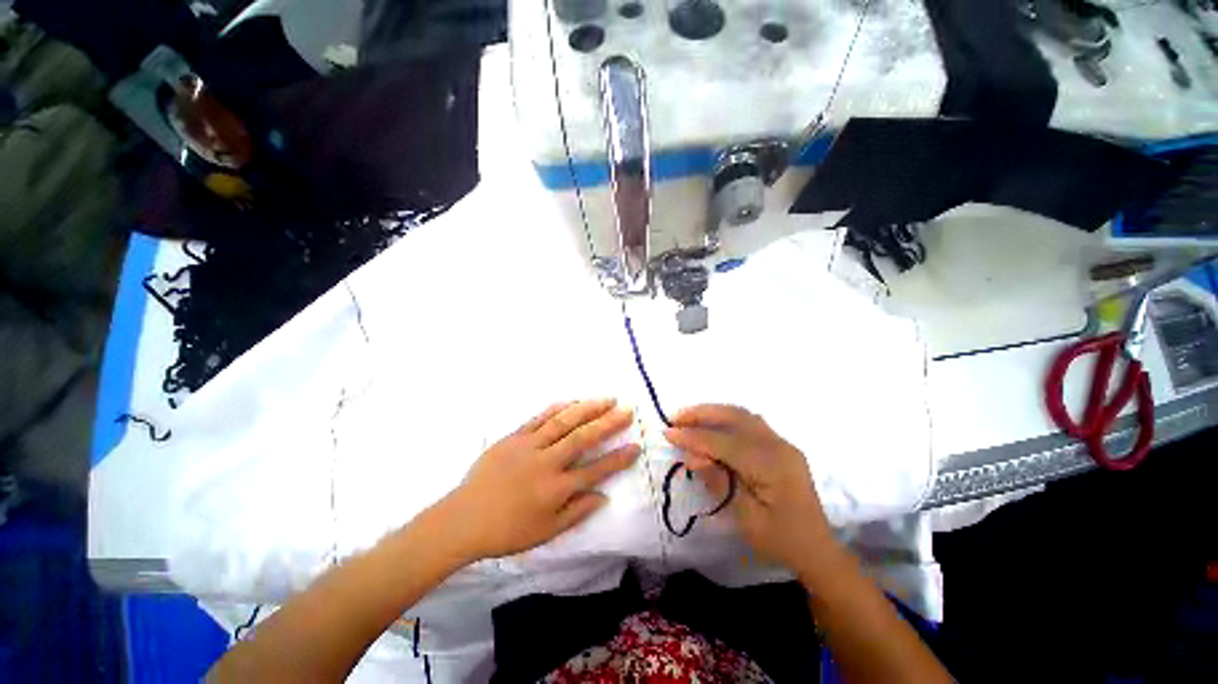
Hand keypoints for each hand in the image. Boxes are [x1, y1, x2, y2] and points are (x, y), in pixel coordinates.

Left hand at [443, 399, 638, 560]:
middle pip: (583, 438)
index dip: (618, 458)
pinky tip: (572, 400)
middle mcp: (546, 463)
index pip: (595, 471)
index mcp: (556, 489)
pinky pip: (539, 418)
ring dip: (587, 408)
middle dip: (608, 423)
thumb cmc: (507, 530)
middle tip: (627, 410)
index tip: (636, 446)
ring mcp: (529, 446)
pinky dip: (558, 408)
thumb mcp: (546, 532)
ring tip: (606, 399)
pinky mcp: (514, 437)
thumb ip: (577, 513)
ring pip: (563, 422)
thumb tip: (604, 496)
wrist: (463, 519)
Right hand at [664, 405, 840, 581]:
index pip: (725, 442)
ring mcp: (781, 442)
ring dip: (712, 412)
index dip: (694, 436)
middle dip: (701, 413)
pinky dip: (725, 418)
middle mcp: (779, 446)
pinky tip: (710, 423)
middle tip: (675, 417)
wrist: (816, 548)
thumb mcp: (746, 519)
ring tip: (687, 417)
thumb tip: (694, 456)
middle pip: (735, 417)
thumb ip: (719, 482)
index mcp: (772, 466)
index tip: (668, 433)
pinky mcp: (779, 444)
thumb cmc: (780, 540)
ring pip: (741, 414)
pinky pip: (748, 421)